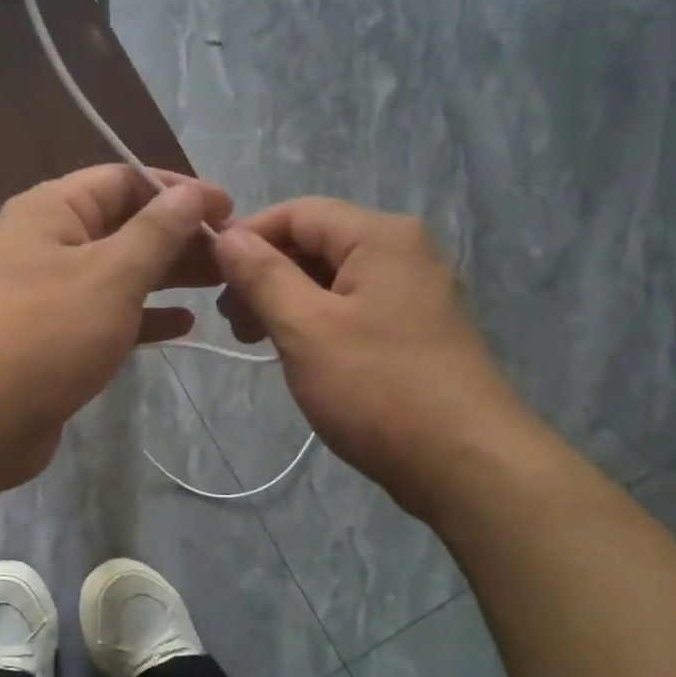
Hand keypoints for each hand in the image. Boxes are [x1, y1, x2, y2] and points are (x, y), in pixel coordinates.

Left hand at [0, 164, 231, 486]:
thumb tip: (192, 195)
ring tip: (221, 283)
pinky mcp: (54, 340)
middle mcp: (46, 244)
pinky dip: (143, 317)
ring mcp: (48, 295)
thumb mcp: (111, 275)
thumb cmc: (44, 334)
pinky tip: (184, 325)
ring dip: (167, 276)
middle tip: (233, 254)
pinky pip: (107, 316)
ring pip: (118, 273)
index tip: (229, 210)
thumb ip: (157, 232)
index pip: (124, 180)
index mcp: (51, 211)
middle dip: (178, 236)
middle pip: (123, 227)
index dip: (178, 190)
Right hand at [212, 198, 525, 516]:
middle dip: (266, 274)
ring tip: (258, 342)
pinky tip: (299, 355)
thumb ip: (262, 276)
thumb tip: (227, 235)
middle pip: (317, 242)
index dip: (248, 236)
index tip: (209, 278)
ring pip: (333, 279)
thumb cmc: (379, 390)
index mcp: (381, 237)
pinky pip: (354, 309)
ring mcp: (415, 293)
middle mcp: (404, 252)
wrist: (467, 465)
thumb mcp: (306, 329)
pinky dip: (318, 323)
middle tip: (234, 323)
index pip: (298, 211)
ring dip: (288, 301)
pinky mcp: (416, 331)